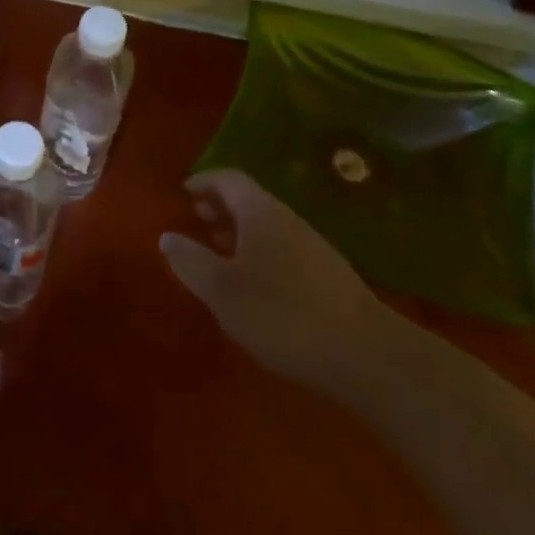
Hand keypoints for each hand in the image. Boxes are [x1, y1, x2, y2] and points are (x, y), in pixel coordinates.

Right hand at [160, 168, 404, 398]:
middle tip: (195, 221)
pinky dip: (258, 253)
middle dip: (220, 206)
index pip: (229, 178)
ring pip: (267, 226)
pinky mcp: (327, 276)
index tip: (183, 193)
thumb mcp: (223, 291)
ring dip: (239, 232)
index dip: (204, 181)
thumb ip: (191, 261)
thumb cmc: (283, 314)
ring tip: (218, 253)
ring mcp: (312, 247)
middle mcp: (288, 219)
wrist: (366, 355)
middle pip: (249, 200)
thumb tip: (167, 236)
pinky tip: (253, 285)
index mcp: (261, 212)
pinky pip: (282, 248)